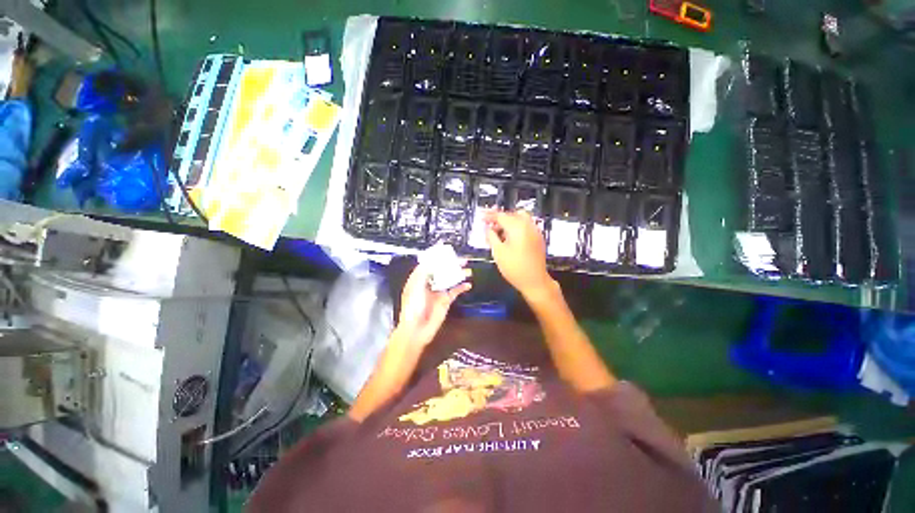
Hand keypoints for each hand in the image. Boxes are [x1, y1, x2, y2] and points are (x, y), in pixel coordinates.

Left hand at [396, 261, 471, 348]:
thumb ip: (423, 273)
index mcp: (418, 280)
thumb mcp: (414, 287)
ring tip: (467, 269)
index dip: (436, 258)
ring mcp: (438, 292)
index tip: (445, 252)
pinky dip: (461, 287)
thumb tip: (432, 262)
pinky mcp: (445, 301)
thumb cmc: (412, 308)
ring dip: (458, 274)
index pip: (428, 265)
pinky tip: (467, 284)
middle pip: (441, 271)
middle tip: (461, 259)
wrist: (417, 329)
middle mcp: (428, 284)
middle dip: (450, 264)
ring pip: (449, 279)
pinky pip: (455, 291)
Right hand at [484, 210, 553, 297]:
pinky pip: (525, 226)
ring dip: (508, 222)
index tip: (482, 217)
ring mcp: (535, 231)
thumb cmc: (514, 267)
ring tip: (498, 232)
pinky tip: (509, 237)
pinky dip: (516, 227)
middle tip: (489, 225)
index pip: (501, 216)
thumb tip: (488, 228)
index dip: (490, 216)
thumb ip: (491, 236)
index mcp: (517, 226)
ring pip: (520, 219)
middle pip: (511, 214)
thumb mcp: (498, 251)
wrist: (534, 281)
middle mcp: (528, 225)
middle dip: (499, 218)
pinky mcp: (538, 238)